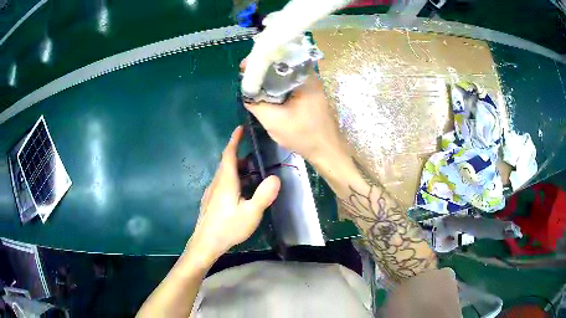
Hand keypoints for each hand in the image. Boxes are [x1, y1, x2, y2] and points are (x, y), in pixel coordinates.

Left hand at [187, 126, 280, 262]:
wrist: (205, 243)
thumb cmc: (228, 227)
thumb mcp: (251, 213)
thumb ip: (264, 195)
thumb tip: (276, 178)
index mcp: (226, 181)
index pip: (229, 154)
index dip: (234, 140)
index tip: (239, 128)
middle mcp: (217, 183)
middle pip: (227, 164)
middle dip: (241, 158)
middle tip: (256, 161)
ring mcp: (211, 193)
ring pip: (224, 175)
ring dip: (237, 171)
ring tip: (252, 177)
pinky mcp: (210, 201)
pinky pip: (222, 184)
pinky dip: (232, 181)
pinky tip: (240, 194)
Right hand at [241, 60, 345, 162]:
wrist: (326, 150)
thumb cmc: (303, 135)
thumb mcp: (274, 121)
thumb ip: (256, 104)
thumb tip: (246, 92)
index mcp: (304, 77)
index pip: (277, 59)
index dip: (258, 61)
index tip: (243, 68)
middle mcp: (309, 76)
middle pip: (281, 64)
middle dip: (262, 68)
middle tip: (245, 75)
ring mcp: (311, 84)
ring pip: (284, 74)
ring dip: (268, 78)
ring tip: (252, 82)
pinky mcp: (309, 93)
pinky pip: (289, 83)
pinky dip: (276, 85)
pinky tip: (266, 92)